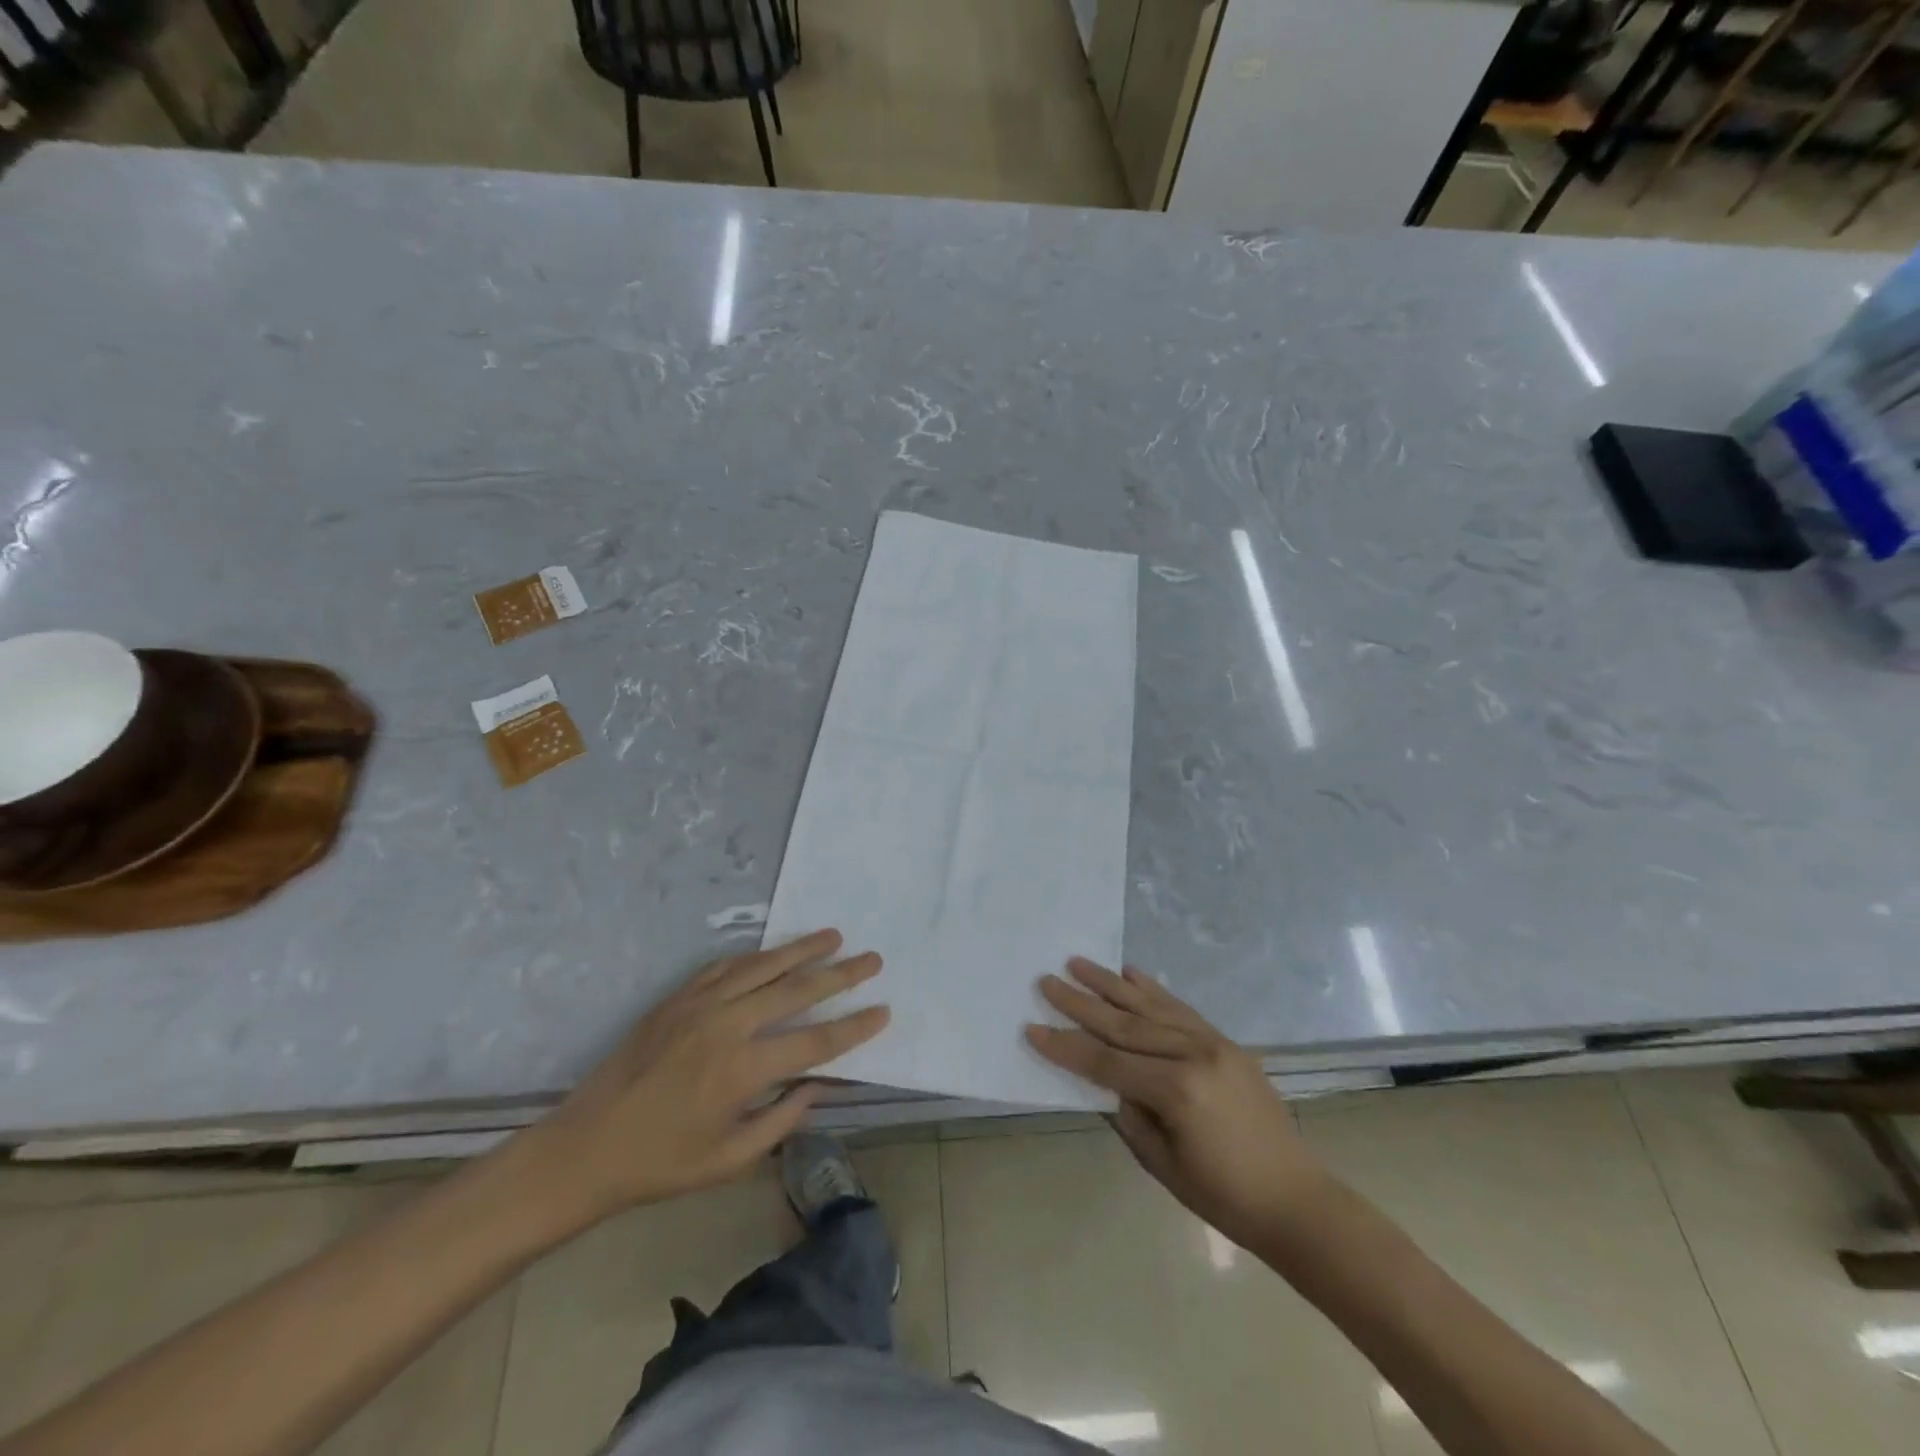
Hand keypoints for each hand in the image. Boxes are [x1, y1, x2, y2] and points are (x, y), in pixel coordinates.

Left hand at [517, 929, 888, 1230]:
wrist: (585, 1146)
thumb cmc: (660, 1163)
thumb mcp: (729, 1160)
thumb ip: (780, 1119)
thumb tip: (818, 1085)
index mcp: (742, 1071)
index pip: (815, 1044)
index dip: (853, 1027)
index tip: (883, 1010)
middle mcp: (726, 1026)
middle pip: (796, 991)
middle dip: (840, 974)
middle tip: (873, 959)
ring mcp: (699, 1004)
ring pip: (764, 966)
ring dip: (802, 949)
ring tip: (834, 936)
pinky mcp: (678, 997)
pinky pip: (726, 966)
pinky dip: (757, 957)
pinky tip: (775, 953)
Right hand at [1026, 958, 1324, 1251]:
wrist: (1295, 1199)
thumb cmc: (1223, 1196)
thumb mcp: (1160, 1162)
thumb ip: (1126, 1113)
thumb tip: (1103, 1078)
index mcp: (1176, 1089)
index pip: (1106, 1062)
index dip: (1065, 1046)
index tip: (1032, 1027)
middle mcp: (1193, 1054)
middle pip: (1123, 1024)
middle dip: (1080, 1003)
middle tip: (1047, 980)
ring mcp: (1212, 1042)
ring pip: (1150, 1006)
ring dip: (1110, 984)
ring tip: (1078, 963)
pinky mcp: (1225, 1042)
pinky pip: (1181, 1008)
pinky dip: (1153, 990)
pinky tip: (1131, 973)